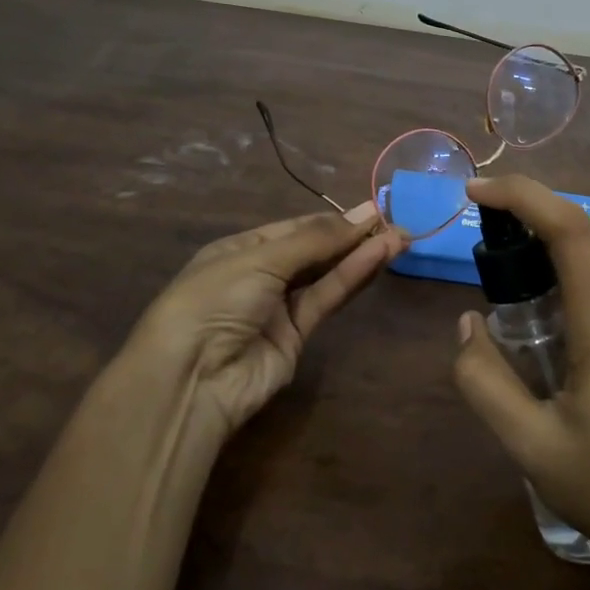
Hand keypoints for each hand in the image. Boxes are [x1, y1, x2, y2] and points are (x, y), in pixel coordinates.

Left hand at [132, 203, 408, 435]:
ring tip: (399, 236)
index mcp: (242, 249)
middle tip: (394, 221)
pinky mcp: (297, 337)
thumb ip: (316, 239)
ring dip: (360, 255)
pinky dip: (352, 277)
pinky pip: (327, 299)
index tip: (372, 210)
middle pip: (315, 250)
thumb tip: (365, 212)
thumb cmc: (215, 299)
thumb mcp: (261, 259)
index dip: (333, 219)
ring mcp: (279, 307)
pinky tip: (378, 257)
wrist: (190, 379)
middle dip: (352, 236)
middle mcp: (262, 274)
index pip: (296, 228)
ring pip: (326, 274)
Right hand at [453, 175, 589, 564]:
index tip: (475, 191)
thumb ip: (484, 380)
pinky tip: (552, 361)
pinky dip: (565, 304)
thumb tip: (467, 323)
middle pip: (573, 246)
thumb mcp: (531, 446)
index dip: (521, 195)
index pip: (569, 228)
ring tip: (517, 344)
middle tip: (485, 290)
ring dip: (543, 284)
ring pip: (585, 276)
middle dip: (522, 246)